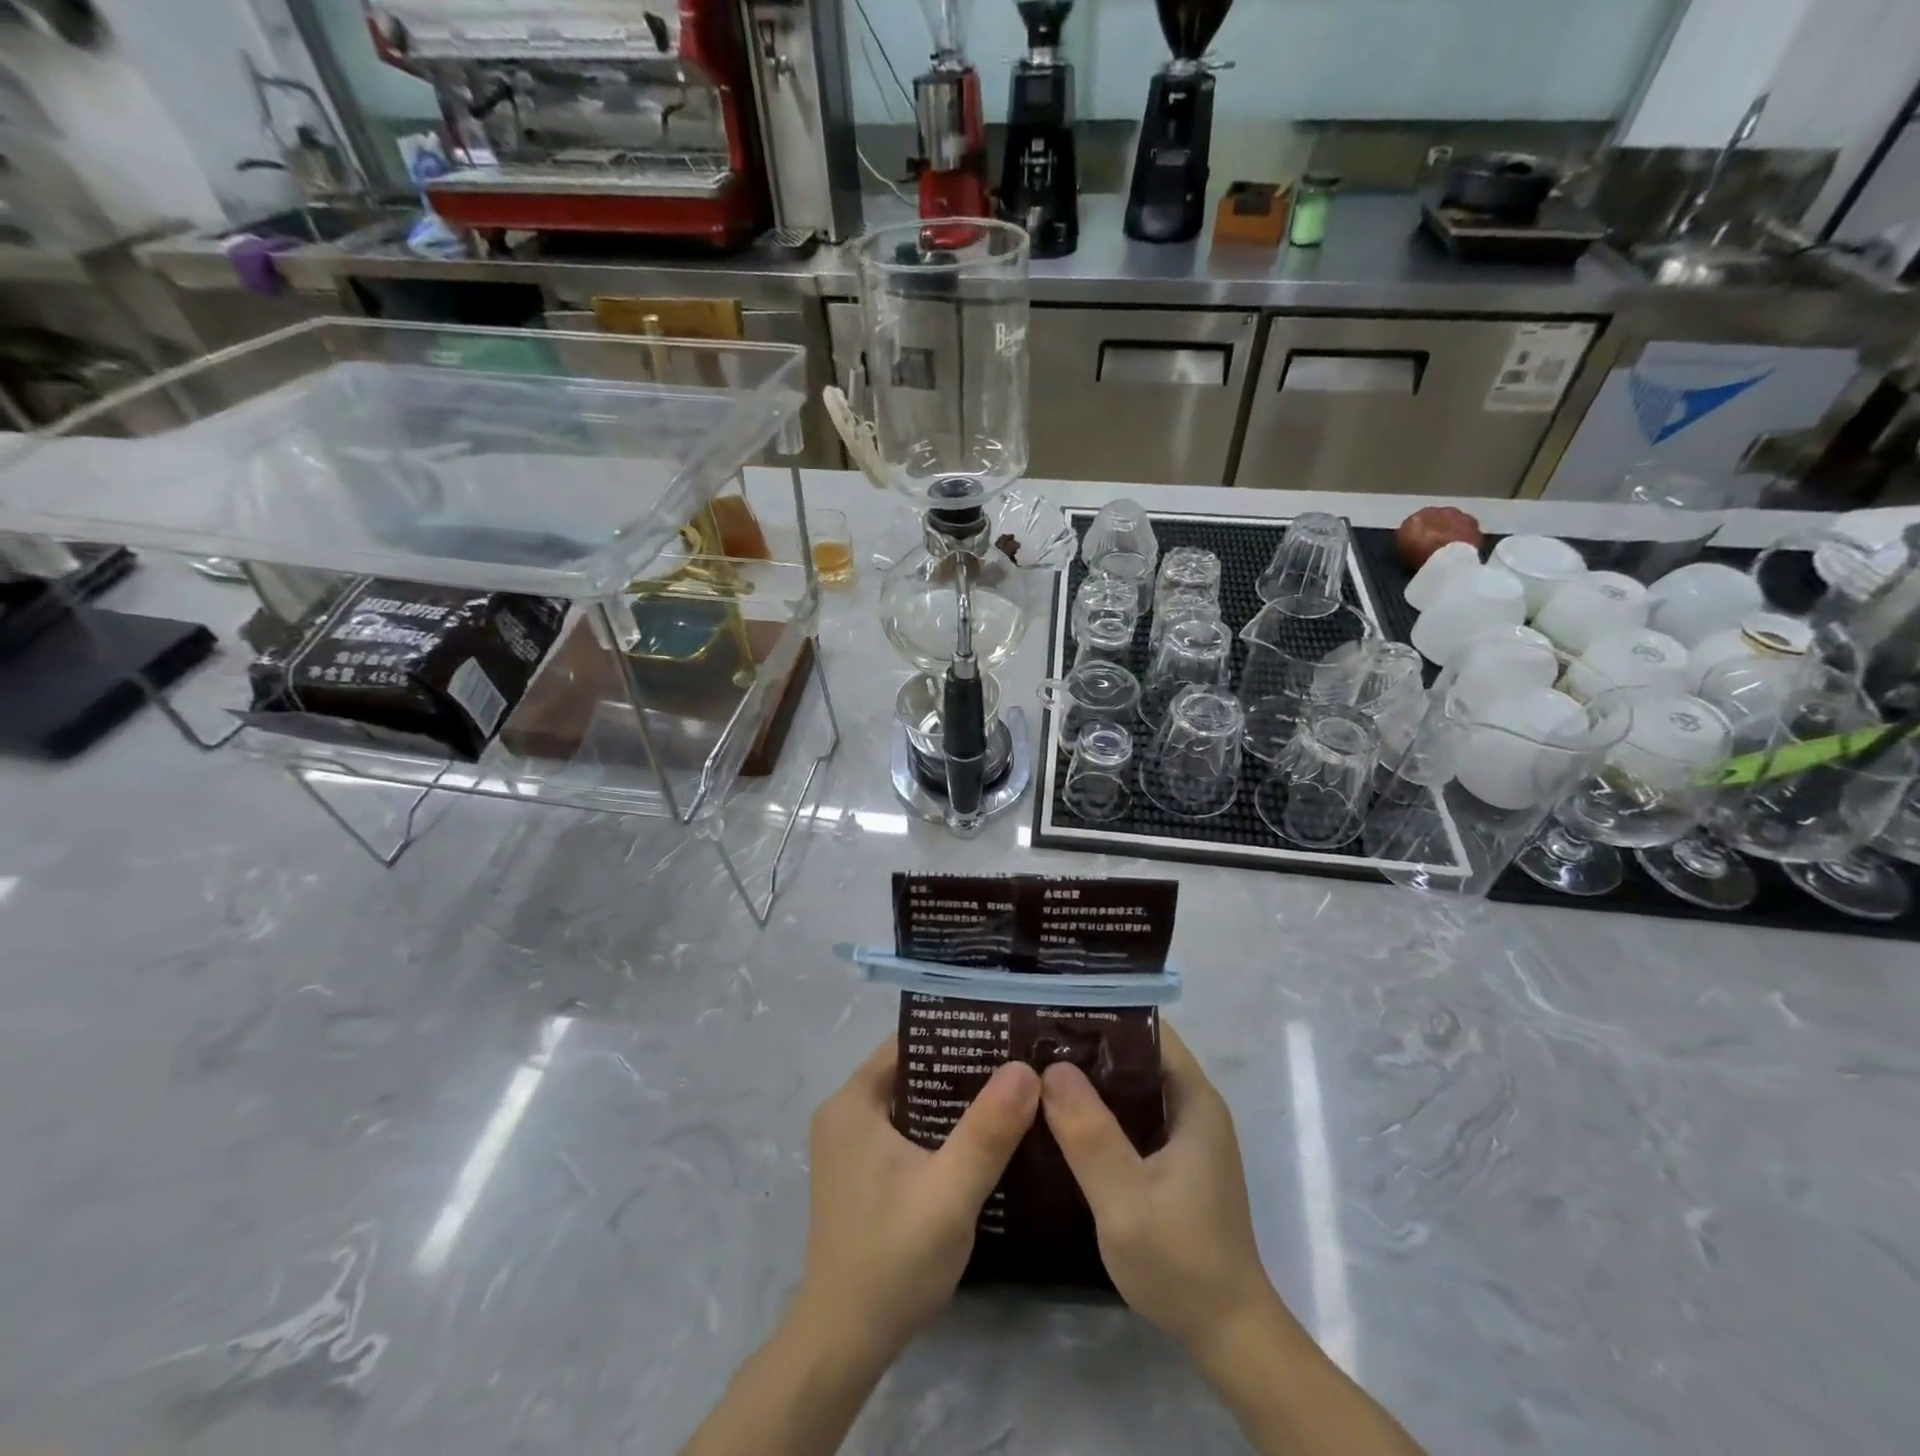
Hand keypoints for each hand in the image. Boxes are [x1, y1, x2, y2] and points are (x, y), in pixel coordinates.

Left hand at [796, 1038, 1039, 1364]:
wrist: (844, 1346)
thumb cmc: (892, 1261)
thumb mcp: (949, 1194)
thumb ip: (987, 1131)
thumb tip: (1025, 1067)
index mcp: (853, 1101)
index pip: (910, 1041)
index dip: (958, 1032)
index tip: (1007, 1031)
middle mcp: (846, 1112)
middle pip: (913, 1069)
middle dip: (965, 1066)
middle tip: (1021, 1062)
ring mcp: (852, 1145)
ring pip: (914, 1101)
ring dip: (957, 1099)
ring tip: (1013, 1092)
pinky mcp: (862, 1173)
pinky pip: (908, 1129)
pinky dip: (943, 1128)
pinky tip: (984, 1138)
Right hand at [1041, 1022, 1283, 1358]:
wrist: (1228, 1336)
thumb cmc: (1182, 1261)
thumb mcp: (1126, 1198)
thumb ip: (1090, 1134)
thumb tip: (1050, 1067)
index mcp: (1193, 1100)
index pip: (1148, 1030)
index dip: (1103, 1014)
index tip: (1053, 1010)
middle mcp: (1192, 1108)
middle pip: (1136, 1056)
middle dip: (1087, 1047)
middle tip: (1030, 1042)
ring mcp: (1183, 1138)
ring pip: (1130, 1090)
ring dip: (1088, 1082)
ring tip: (1034, 1073)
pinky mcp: (1172, 1164)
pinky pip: (1130, 1120)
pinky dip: (1097, 1114)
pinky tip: (1057, 1123)